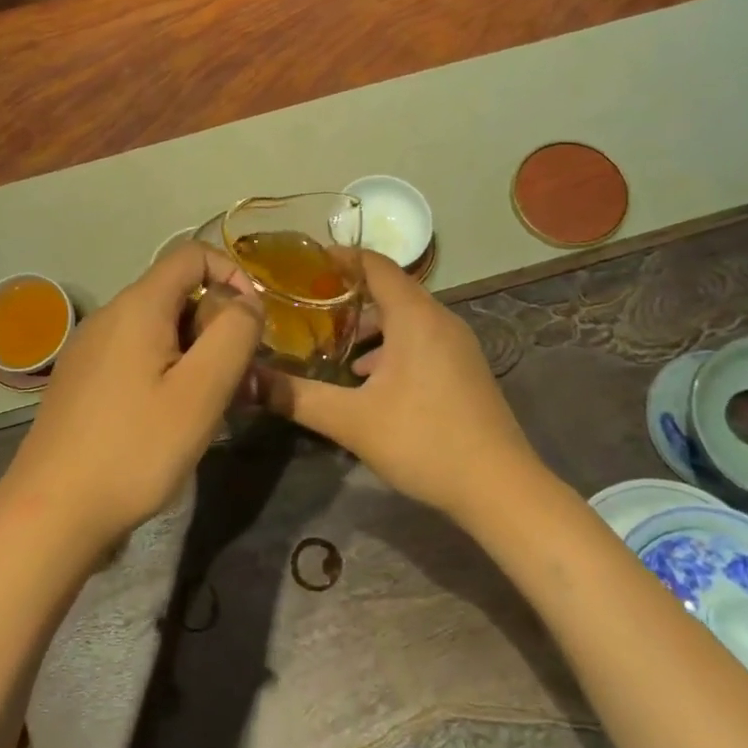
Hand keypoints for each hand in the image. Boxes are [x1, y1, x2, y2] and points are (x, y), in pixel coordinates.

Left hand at [0, 245, 262, 553]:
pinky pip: (136, 356)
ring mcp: (89, 349)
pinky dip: (166, 371)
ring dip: (195, 354)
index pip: (192, 254)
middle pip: (177, 294)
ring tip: (209, 406)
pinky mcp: (82, 380)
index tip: (253, 324)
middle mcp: (108, 316)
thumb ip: (233, 335)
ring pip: (159, 329)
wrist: (51, 512)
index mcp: (137, 306)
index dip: (232, 274)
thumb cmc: (134, 449)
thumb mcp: (201, 392)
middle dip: (216, 326)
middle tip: (238, 381)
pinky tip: (170, 420)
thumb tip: (246, 304)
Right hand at [259, 252, 542, 523]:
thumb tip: (246, 379)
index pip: (375, 265)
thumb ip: (296, 396)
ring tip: (333, 348)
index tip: (306, 264)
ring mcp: (457, 345)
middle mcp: (439, 320)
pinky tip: (369, 380)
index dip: (340, 258)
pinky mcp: (464, 369)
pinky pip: (421, 340)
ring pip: (406, 318)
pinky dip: (391, 347)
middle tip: (308, 308)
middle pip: (390, 290)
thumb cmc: (424, 440)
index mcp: (415, 316)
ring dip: (370, 326)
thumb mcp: (351, 420)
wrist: (501, 488)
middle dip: (348, 296)